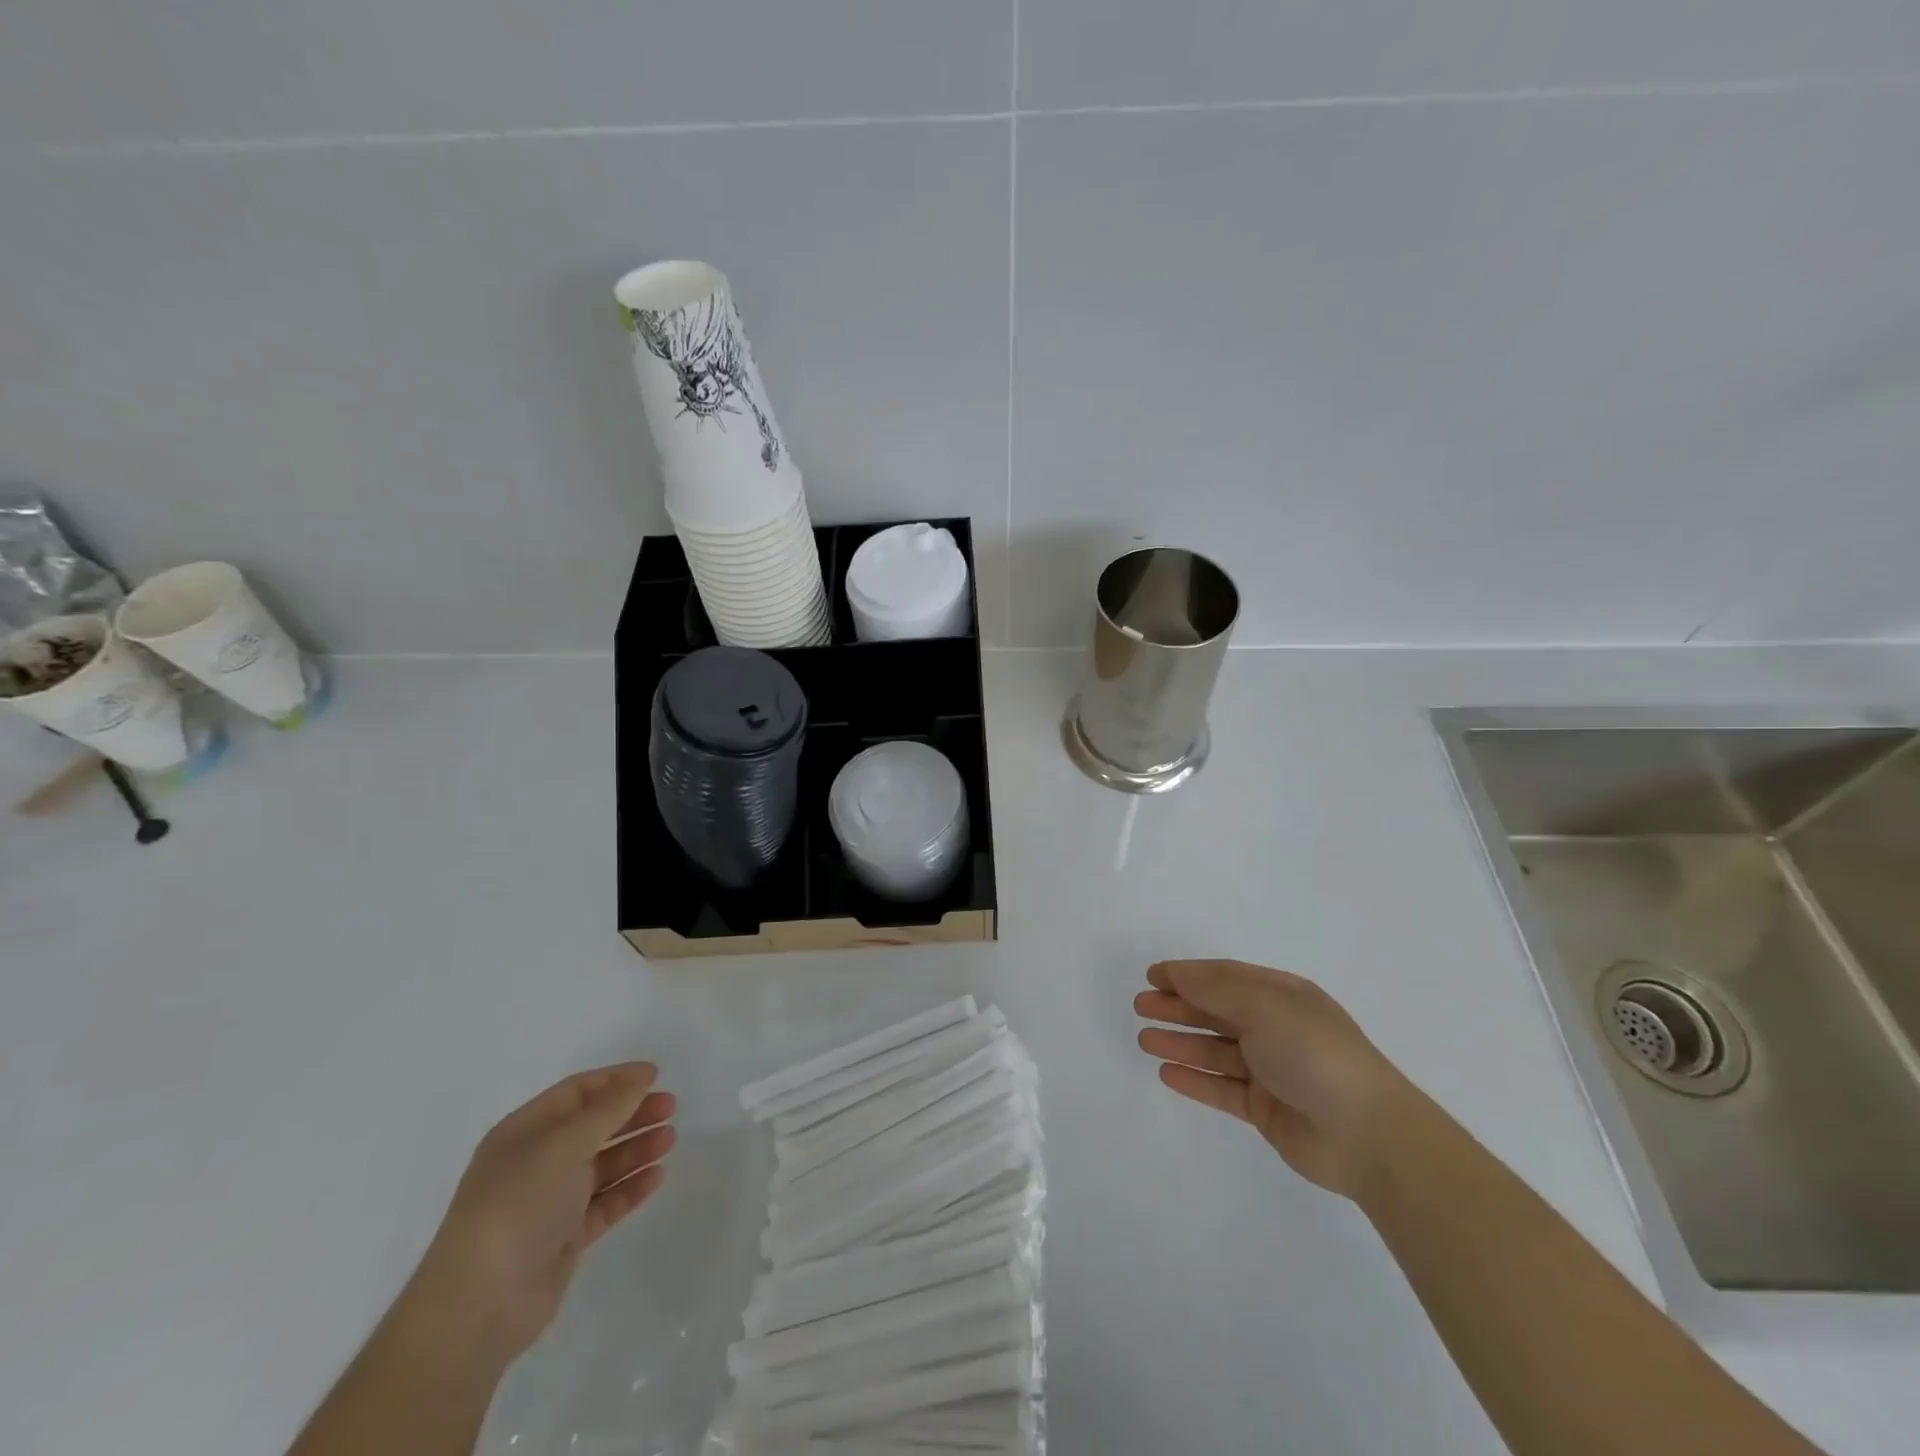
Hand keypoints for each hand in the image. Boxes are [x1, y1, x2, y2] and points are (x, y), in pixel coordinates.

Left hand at [404, 1063, 676, 1366]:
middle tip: (671, 1107)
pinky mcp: (563, 1238)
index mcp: (523, 1133)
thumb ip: (608, 1109)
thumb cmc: (517, 1206)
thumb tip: (641, 1077)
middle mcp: (535, 1163)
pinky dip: (630, 1188)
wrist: (480, 1305)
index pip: (576, 1092)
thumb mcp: (564, 1145)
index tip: (655, 1075)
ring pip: (602, 1165)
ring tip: (670, 1140)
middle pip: (592, 1126)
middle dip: (632, 1113)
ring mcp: (549, 1202)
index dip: (616, 1080)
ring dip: (636, 1149)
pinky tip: (656, 1176)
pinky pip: (604, 1202)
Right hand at [1135, 960, 1413, 1200]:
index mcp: (1281, 996)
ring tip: (1144, 1040)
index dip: (1187, 974)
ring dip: (1180, 1042)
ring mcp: (1271, 1070)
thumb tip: (1177, 973)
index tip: (1151, 976)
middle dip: (1178, 1007)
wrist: (1368, 1135)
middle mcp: (1275, 1028)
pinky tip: (1167, 1073)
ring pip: (1215, 1050)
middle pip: (1217, 1011)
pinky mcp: (1266, 1109)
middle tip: (1140, 1007)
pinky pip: (1222, 1088)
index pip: (1225, 977)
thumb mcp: (1265, 1007)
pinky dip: (1195, 1080)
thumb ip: (1216, 988)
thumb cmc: (1314, 1054)